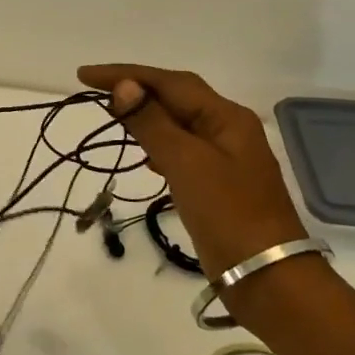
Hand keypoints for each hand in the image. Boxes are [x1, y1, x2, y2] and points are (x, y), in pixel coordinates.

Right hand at [78, 64, 305, 280]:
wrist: (270, 280)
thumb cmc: (228, 215)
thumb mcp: (185, 163)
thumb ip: (152, 122)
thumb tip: (124, 86)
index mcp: (226, 116)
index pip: (169, 82)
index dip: (126, 74)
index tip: (84, 76)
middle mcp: (228, 129)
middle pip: (177, 97)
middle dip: (137, 90)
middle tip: (95, 92)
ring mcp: (226, 158)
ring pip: (179, 124)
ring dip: (146, 117)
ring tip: (114, 117)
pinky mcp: (219, 185)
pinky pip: (183, 151)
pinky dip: (159, 146)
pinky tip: (146, 158)